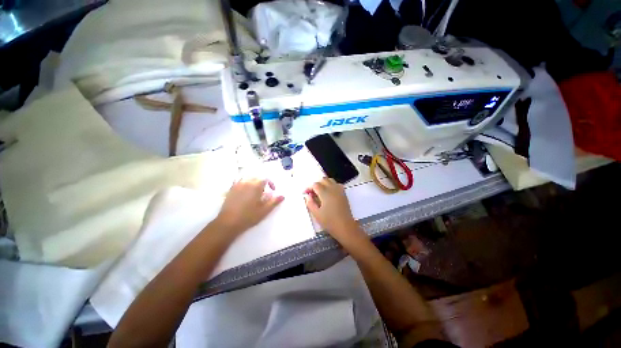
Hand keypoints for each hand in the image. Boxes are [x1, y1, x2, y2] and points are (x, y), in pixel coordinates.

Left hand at [214, 178, 283, 235]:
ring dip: (253, 182)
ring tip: (255, 192)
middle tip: (264, 193)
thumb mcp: (264, 210)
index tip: (272, 190)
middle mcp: (246, 182)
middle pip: (256, 177)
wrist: (228, 223)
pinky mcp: (231, 189)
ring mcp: (237, 185)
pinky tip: (245, 192)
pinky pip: (239, 181)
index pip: (265, 179)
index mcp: (256, 186)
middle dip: (262, 183)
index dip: (271, 183)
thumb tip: (282, 196)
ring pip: (247, 178)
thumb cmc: (249, 216)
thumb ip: (274, 202)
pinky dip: (244, 183)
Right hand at [305, 178, 362, 242]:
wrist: (346, 228)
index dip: (309, 188)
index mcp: (325, 193)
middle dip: (316, 184)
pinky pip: (337, 184)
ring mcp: (339, 191)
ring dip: (324, 183)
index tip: (305, 193)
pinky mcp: (344, 194)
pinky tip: (329, 193)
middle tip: (312, 193)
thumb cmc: (330, 222)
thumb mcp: (317, 214)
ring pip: (330, 180)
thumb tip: (307, 196)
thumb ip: (310, 203)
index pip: (315, 185)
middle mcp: (333, 189)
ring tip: (320, 192)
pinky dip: (331, 185)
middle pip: (323, 180)